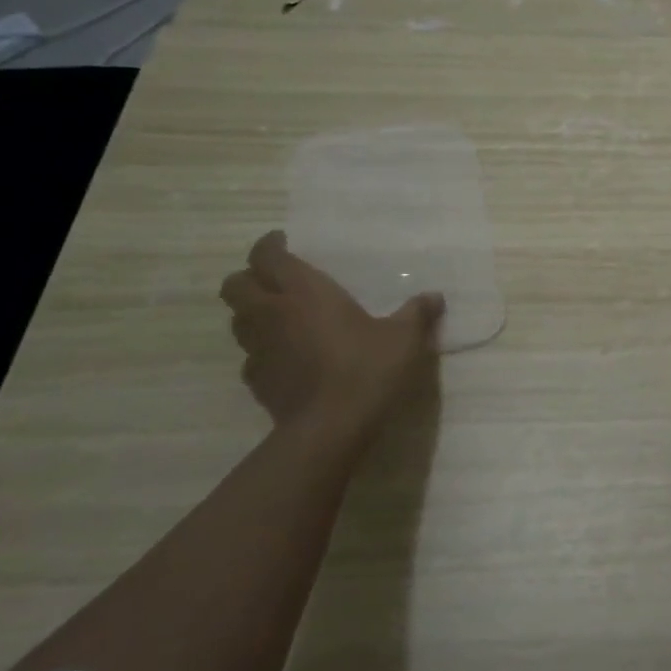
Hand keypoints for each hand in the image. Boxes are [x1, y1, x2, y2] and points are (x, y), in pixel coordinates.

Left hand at [220, 231, 443, 447]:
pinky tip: (288, 356)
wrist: (330, 428)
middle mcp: (272, 313)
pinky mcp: (256, 382)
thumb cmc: (367, 368)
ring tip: (282, 316)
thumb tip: (434, 297)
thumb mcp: (404, 338)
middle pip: (235, 285)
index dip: (269, 245)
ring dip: (253, 312)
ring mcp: (258, 350)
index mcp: (304, 292)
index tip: (284, 242)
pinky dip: (263, 349)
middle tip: (277, 279)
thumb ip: (417, 313)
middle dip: (250, 277)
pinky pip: (250, 355)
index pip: (266, 256)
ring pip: (237, 320)